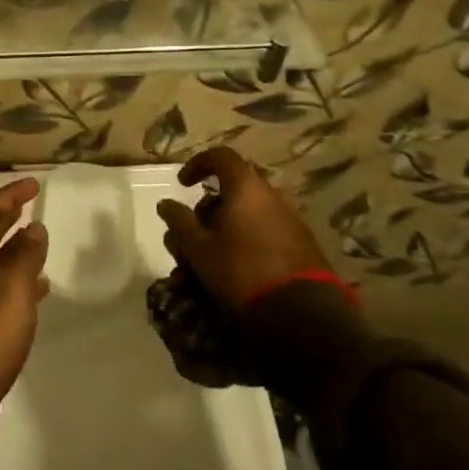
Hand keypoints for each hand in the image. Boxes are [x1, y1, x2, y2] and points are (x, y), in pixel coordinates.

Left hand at [0, 179, 49, 439]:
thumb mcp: (13, 288)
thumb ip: (26, 255)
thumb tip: (34, 227)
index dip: (8, 195)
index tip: (33, 184)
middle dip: (7, 216)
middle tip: (30, 204)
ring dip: (14, 247)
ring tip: (39, 242)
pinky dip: (19, 281)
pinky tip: (38, 289)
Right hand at [156, 148, 331, 311]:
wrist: (302, 313)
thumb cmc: (241, 270)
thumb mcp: (199, 248)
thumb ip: (179, 221)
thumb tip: (165, 203)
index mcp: (246, 188)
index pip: (220, 156)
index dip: (197, 164)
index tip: (183, 184)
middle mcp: (272, 195)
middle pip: (234, 188)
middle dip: (210, 207)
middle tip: (195, 232)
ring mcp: (291, 218)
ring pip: (250, 211)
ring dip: (228, 225)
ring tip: (213, 255)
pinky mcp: (303, 242)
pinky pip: (267, 228)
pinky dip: (248, 237)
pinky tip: (239, 265)